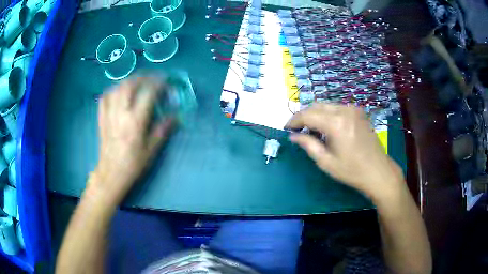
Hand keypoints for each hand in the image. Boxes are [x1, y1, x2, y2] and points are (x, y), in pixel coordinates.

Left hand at [89, 77, 172, 202]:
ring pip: (117, 88)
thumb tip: (175, 116)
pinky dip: (113, 90)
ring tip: (138, 82)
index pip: (148, 94)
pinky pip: (105, 97)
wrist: (111, 174)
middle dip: (143, 77)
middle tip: (152, 78)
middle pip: (130, 85)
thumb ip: (162, 130)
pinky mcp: (102, 118)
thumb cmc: (133, 164)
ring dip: (129, 81)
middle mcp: (121, 114)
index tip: (166, 82)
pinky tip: (119, 92)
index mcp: (135, 122)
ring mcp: (109, 114)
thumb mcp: (151, 150)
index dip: (158, 84)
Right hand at [286, 103, 404, 200]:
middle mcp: (344, 110)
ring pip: (326, 105)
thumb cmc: (351, 171)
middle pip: (316, 106)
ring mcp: (353, 109)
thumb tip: (293, 136)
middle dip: (304, 116)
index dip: (294, 121)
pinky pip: (337, 108)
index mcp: (336, 123)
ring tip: (311, 130)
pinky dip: (327, 114)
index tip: (287, 129)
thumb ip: (308, 145)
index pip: (307, 114)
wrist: (378, 171)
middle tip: (297, 130)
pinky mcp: (358, 112)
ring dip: (315, 114)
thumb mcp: (326, 161)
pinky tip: (327, 127)